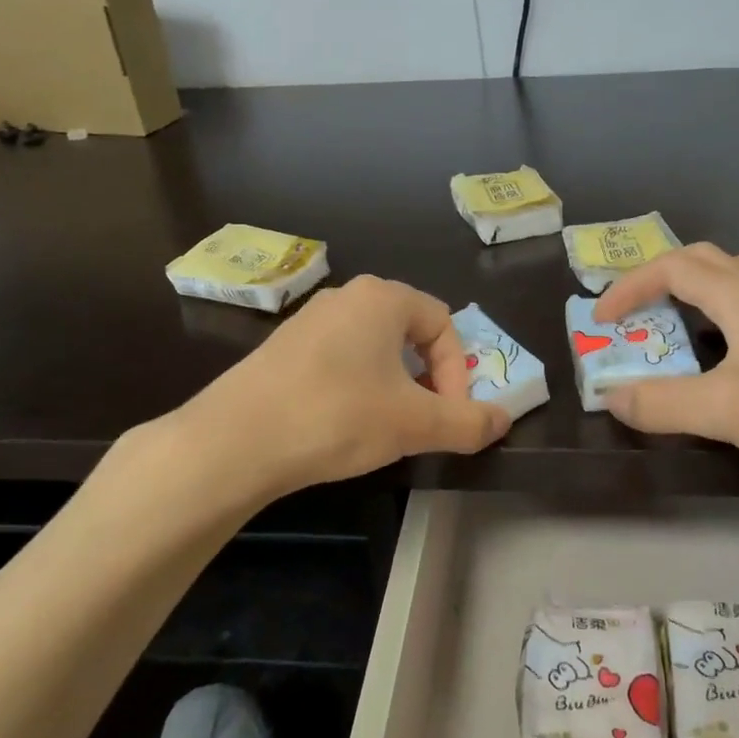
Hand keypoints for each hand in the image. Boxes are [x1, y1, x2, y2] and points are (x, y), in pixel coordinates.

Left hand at [171, 275, 510, 498]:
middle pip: (409, 333)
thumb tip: (502, 421)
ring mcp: (308, 321)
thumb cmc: (338, 416)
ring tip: (386, 427)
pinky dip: (356, 388)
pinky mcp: (281, 349)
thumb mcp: (414, 424)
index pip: (444, 325)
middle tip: (424, 420)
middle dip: (428, 379)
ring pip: (373, 349)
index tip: (449, 416)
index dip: (458, 372)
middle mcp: (345, 297)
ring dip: (394, 386)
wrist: (236, 440)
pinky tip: (342, 424)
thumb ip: (467, 422)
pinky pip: (338, 360)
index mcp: (382, 298)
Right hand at [593, 244, 738, 491]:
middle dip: (658, 280)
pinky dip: (715, 321)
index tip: (602, 319)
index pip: (673, 267)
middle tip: (633, 315)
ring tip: (668, 329)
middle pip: (703, 262)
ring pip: (730, 284)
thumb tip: (611, 397)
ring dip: (690, 296)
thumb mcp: (725, 409)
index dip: (630, 286)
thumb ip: (661, 403)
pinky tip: (717, 359)